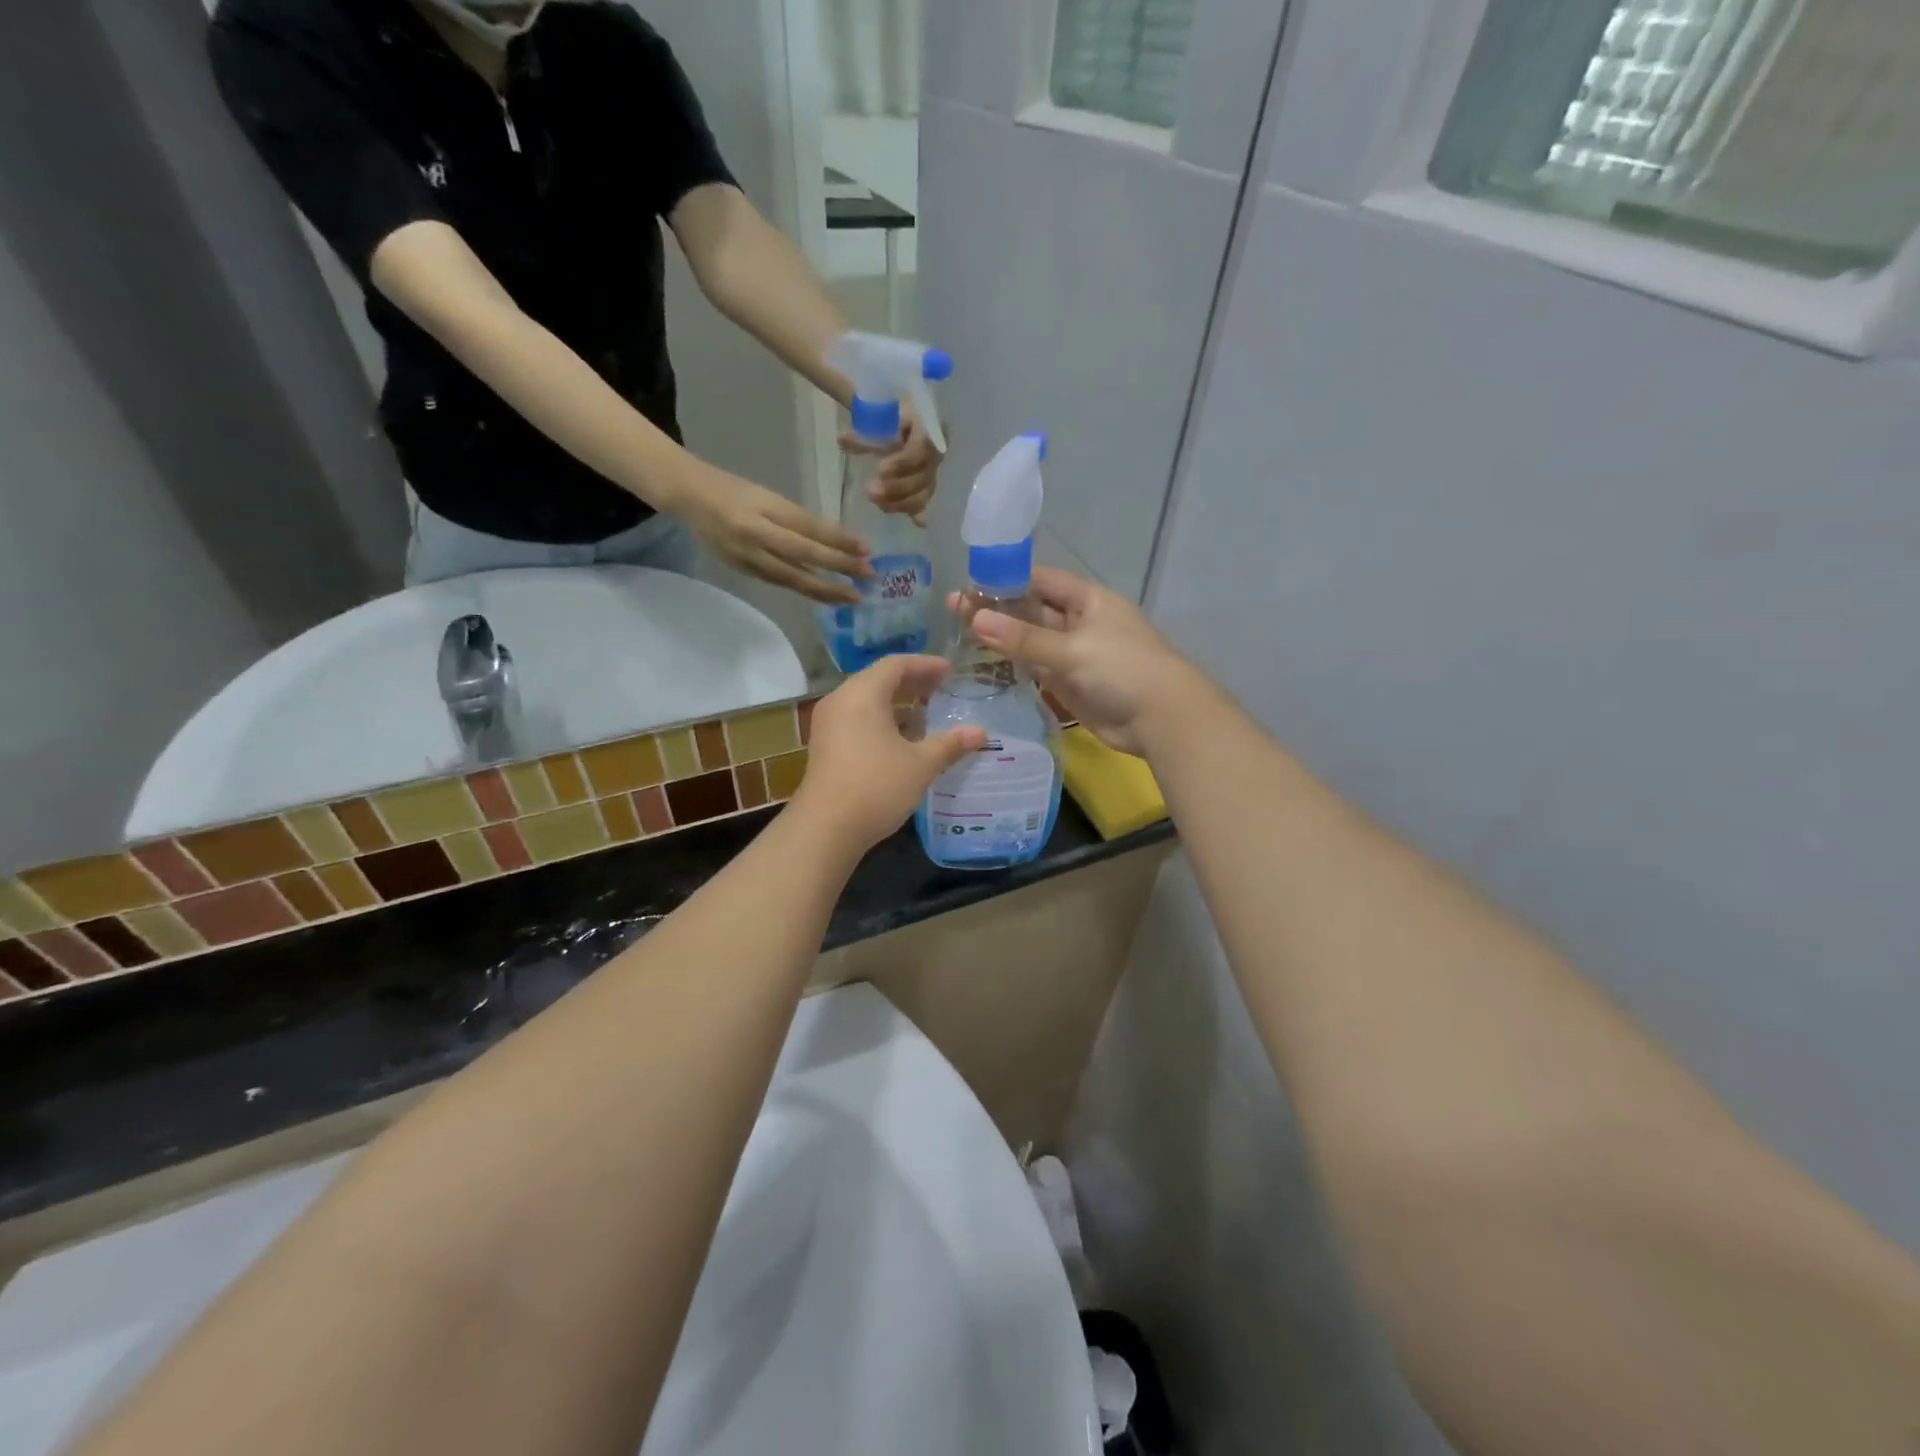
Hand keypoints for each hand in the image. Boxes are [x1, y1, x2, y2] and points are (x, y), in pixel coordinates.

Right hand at [677, 462, 867, 605]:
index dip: (838, 541)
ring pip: (792, 578)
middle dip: (838, 568)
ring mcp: (747, 557)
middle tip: (868, 577)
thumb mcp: (767, 496)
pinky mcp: (742, 571)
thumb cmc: (733, 490)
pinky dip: (804, 590)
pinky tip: (825, 596)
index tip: (866, 550)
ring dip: (825, 590)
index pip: (808, 527)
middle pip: (803, 556)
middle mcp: (755, 535)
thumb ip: (797, 519)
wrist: (688, 497)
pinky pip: (779, 582)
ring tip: (852, 597)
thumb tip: (836, 542)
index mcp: (763, 509)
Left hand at [791, 656, 986, 850]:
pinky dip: (882, 720)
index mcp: (862, 694)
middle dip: (912, 682)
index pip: (896, 665)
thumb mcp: (920, 765)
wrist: (825, 829)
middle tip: (942, 688)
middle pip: (879, 679)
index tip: (950, 671)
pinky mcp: (825, 746)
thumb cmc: (876, 787)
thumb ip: (950, 744)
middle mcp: (841, 701)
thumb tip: (981, 733)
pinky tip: (902, 739)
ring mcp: (828, 725)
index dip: (926, 665)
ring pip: (866, 701)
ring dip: (897, 703)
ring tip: (926, 713)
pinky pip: (857, 720)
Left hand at [839, 401, 940, 520]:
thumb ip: (864, 434)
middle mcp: (935, 453)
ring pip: (923, 493)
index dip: (902, 463)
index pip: (920, 449)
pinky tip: (917, 523)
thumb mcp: (879, 420)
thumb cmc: (892, 415)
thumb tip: (842, 441)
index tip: (880, 470)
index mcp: (928, 429)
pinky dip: (918, 512)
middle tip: (870, 493)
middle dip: (897, 487)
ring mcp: (933, 472)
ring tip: (879, 504)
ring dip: (902, 502)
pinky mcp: (927, 486)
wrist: (904, 420)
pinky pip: (925, 502)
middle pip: (922, 477)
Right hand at [963, 567, 1198, 756]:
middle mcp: (1081, 623)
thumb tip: (975, 619)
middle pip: (1033, 612)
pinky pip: (1038, 670)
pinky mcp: (1071, 685)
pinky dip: (1015, 669)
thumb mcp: (1072, 650)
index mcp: (1089, 601)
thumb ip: (1024, 638)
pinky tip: (984, 668)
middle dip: (998, 612)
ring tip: (959, 637)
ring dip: (1003, 641)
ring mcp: (1076, 655)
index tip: (970, 584)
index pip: (1041, 581)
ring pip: (1033, 643)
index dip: (1007, 579)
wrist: (1161, 720)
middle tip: (954, 612)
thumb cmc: (1123, 670)